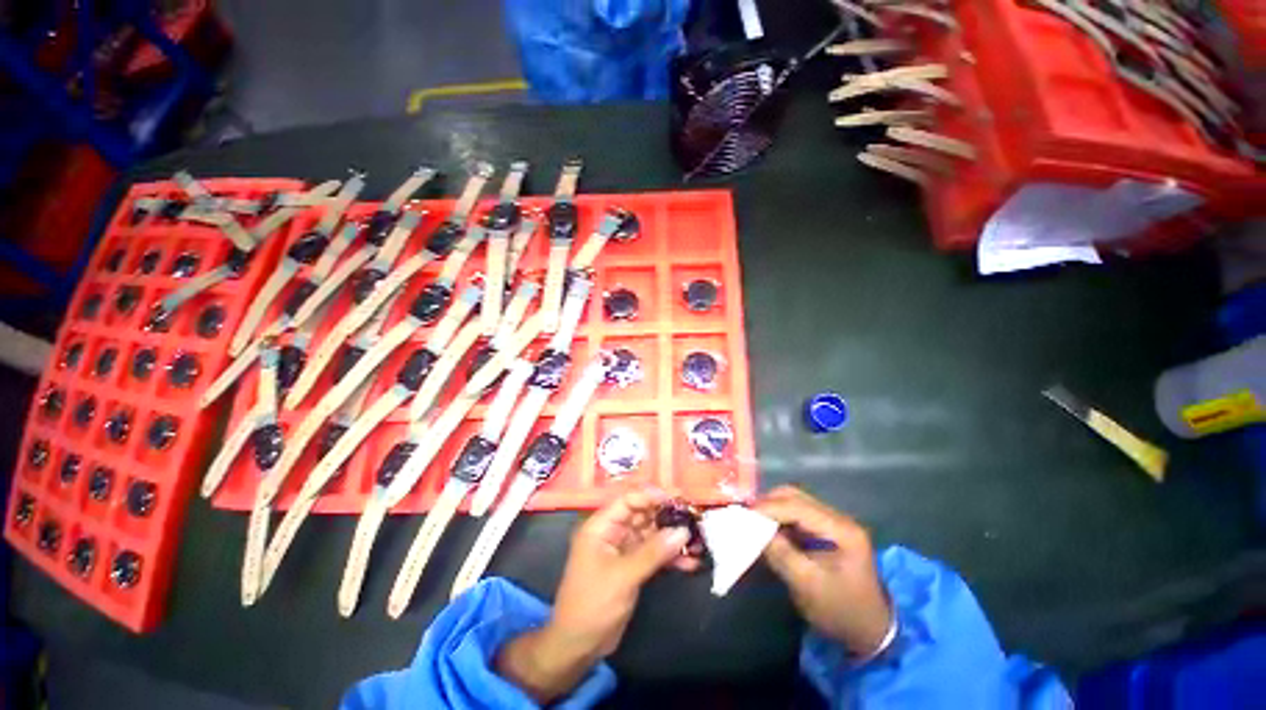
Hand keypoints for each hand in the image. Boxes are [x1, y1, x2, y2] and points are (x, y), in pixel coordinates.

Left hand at [496, 488, 695, 701]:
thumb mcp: (623, 576)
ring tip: (697, 539)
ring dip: (672, 538)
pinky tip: (690, 562)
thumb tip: (682, 531)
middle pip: (642, 514)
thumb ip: (653, 552)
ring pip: (651, 534)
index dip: (651, 496)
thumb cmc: (593, 604)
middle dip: (666, 516)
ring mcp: (623, 550)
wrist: (579, 646)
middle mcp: (612, 533)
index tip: (676, 499)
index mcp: (601, 526)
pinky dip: (670, 557)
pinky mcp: (632, 567)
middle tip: (692, 516)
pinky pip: (653, 554)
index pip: (627, 500)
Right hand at [754, 486, 892, 656]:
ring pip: (796, 502)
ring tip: (754, 521)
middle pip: (796, 497)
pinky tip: (768, 529)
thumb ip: (780, 553)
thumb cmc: (841, 611)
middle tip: (747, 515)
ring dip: (773, 509)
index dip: (768, 508)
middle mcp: (839, 519)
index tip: (744, 514)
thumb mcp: (808, 585)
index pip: (798, 507)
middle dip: (769, 503)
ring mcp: (834, 523)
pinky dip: (780, 518)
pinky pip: (798, 515)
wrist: (872, 633)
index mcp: (842, 530)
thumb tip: (753, 529)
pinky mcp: (828, 531)